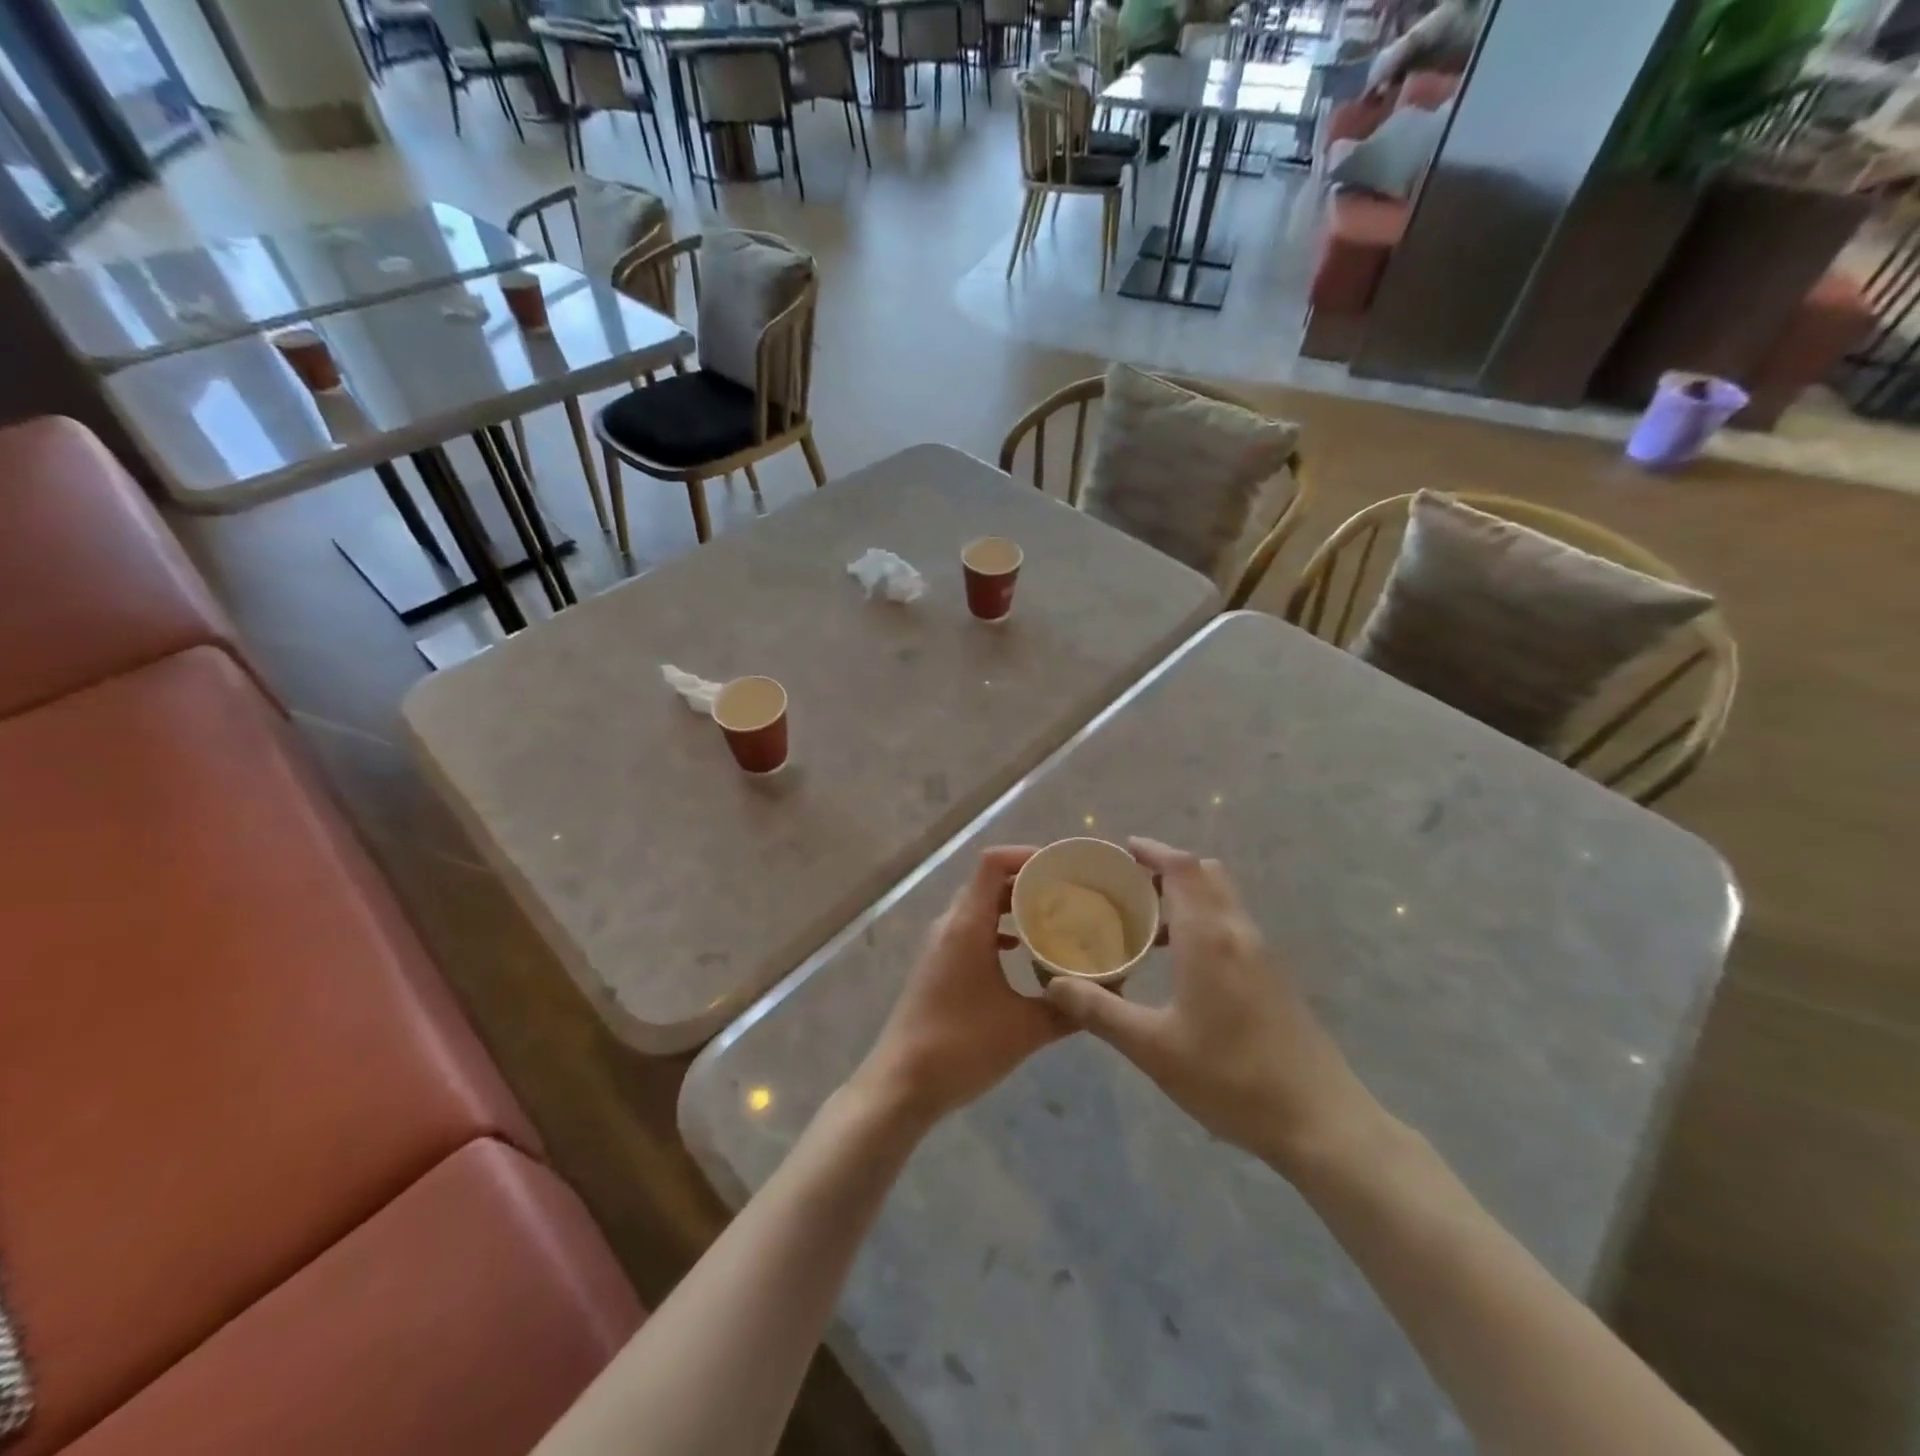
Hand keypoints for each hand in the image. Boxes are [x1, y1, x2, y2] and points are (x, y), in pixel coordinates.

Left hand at [854, 847, 1066, 1126]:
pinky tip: (1023, 951)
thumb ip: (1069, 1010)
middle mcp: (951, 925)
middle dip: (1029, 881)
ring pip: (981, 907)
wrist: (902, 1085)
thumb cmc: (961, 1047)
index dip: (1027, 855)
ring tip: (1055, 917)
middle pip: (990, 882)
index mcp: (967, 926)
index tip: (1063, 867)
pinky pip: (973, 930)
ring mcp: (941, 945)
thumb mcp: (1025, 1029)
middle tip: (1070, 892)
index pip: (993, 863)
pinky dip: (999, 929)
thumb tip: (1110, 996)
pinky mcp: (939, 966)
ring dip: (1014, 906)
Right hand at [1041, 838, 1384, 1174]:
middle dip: (1167, 869)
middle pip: (1205, 874)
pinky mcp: (1274, 977)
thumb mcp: (1153, 1049)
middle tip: (1128, 887)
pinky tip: (1180, 963)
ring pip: (1222, 900)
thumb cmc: (1230, 1078)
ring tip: (1145, 925)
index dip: (1152, 850)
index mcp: (1209, 938)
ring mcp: (1262, 954)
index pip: (1182, 868)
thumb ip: (1100, 1011)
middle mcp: (1238, 932)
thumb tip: (1054, 984)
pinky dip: (1203, 921)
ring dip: (1186, 897)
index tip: (1121, 850)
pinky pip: (1232, 926)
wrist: (1319, 1122)